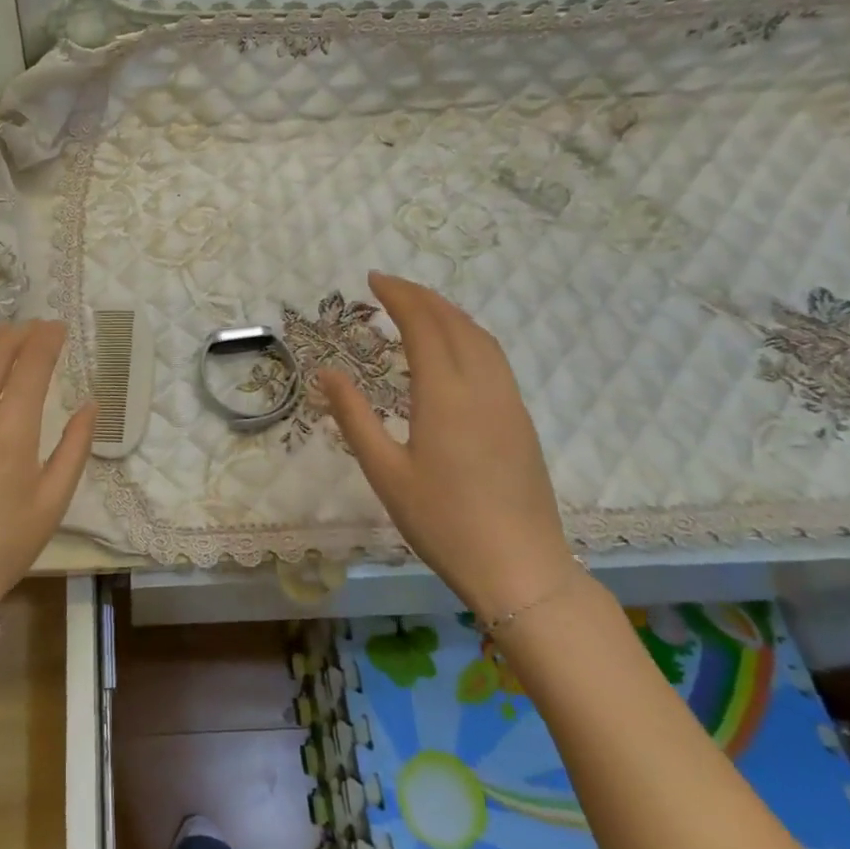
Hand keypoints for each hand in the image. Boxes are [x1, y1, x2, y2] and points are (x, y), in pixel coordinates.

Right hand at [320, 273, 575, 621]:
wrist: (520, 568)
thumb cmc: (443, 522)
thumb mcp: (385, 472)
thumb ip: (355, 417)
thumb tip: (328, 373)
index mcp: (446, 394)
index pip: (423, 326)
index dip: (398, 296)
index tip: (372, 280)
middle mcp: (483, 387)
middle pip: (455, 323)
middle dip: (422, 296)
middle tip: (388, 286)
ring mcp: (509, 402)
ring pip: (482, 338)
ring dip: (449, 313)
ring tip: (419, 307)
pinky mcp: (521, 421)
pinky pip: (495, 359)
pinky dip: (469, 336)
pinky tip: (455, 349)